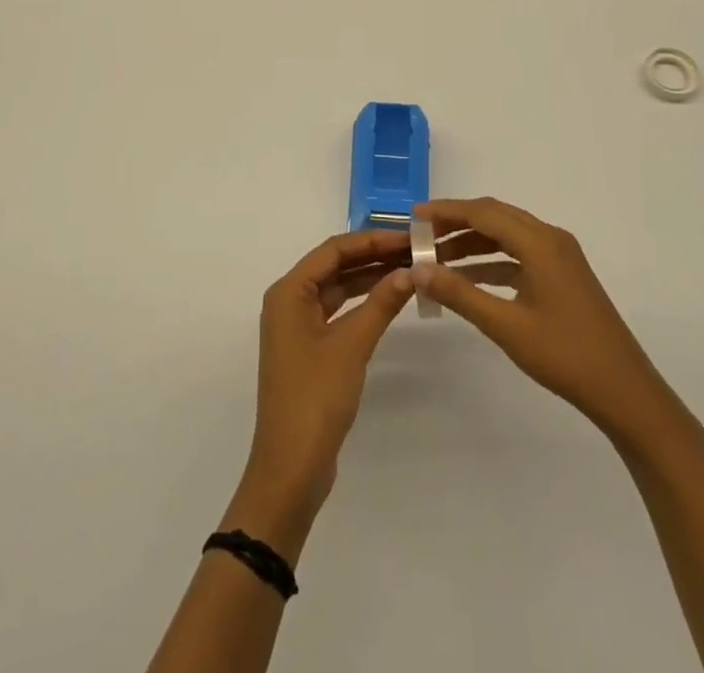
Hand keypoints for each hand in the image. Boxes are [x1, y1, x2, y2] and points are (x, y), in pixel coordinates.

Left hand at [237, 229, 415, 537]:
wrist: (291, 467)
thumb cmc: (315, 397)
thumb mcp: (352, 345)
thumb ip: (381, 303)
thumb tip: (411, 271)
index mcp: (288, 292)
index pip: (333, 250)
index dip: (371, 240)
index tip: (407, 237)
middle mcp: (289, 301)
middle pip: (334, 266)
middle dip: (373, 256)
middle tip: (415, 251)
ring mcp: (298, 326)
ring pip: (338, 288)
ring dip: (370, 278)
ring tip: (410, 269)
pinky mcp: (309, 348)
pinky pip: (338, 311)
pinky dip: (363, 303)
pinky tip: (391, 299)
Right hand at [412, 197, 675, 441]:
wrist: (625, 391)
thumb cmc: (565, 355)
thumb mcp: (506, 326)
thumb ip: (460, 294)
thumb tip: (418, 270)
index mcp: (539, 242)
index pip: (483, 212)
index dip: (447, 211)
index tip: (414, 217)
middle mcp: (550, 239)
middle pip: (495, 217)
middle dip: (457, 223)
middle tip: (421, 236)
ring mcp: (560, 257)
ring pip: (507, 235)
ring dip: (473, 242)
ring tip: (437, 259)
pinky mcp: (563, 275)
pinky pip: (519, 254)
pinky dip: (492, 261)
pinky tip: (469, 279)